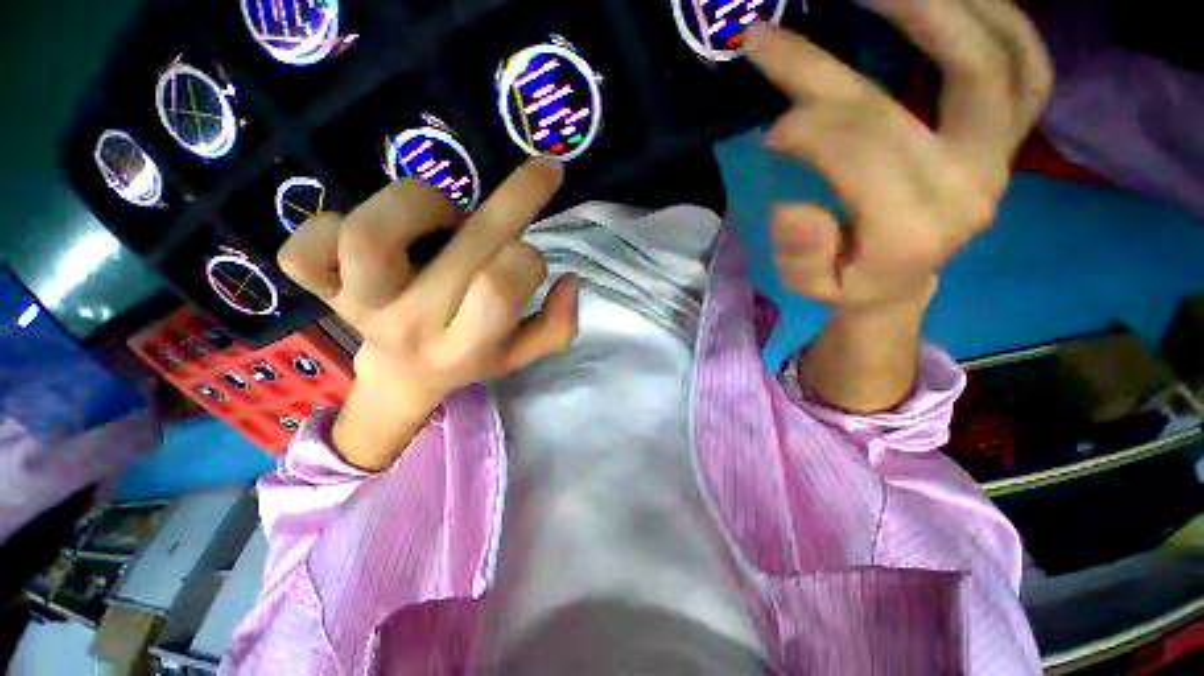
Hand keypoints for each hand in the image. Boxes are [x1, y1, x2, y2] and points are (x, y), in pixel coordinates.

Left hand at [278, 161, 578, 468]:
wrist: (402, 378)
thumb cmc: (470, 359)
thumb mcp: (524, 354)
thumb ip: (558, 325)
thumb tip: (568, 280)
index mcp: (468, 344)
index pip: (502, 287)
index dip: (528, 258)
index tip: (531, 251)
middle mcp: (414, 325)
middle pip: (463, 247)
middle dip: (517, 198)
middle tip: (541, 173)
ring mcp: (359, 304)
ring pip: (373, 233)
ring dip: (423, 201)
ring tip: (445, 213)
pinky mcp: (319, 288)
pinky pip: (302, 247)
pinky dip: (326, 223)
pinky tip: (364, 233)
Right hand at [745, 0, 1052, 313]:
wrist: (899, 285)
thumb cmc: (849, 285)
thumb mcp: (808, 286)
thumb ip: (801, 257)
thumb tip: (791, 206)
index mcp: (912, 230)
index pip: (861, 153)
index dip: (808, 131)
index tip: (769, 130)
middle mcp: (970, 186)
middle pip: (897, 105)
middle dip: (830, 63)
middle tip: (777, 33)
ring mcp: (999, 156)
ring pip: (995, 60)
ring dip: (937, 8)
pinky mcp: (1008, 139)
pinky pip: (1028, 64)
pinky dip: (997, 18)